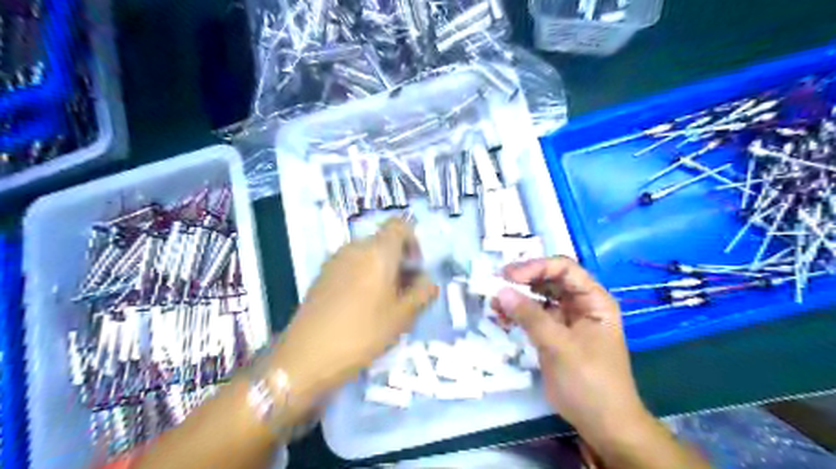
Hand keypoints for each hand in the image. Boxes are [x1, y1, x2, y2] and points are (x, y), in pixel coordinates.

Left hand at [272, 220, 439, 406]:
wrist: (305, 358)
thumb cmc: (362, 333)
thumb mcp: (402, 317)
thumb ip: (422, 293)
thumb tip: (427, 280)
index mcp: (377, 251)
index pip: (400, 225)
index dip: (413, 241)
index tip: (416, 269)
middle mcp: (354, 248)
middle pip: (384, 242)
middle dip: (399, 263)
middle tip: (404, 294)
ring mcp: (335, 261)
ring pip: (367, 256)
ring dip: (382, 272)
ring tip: (384, 305)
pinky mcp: (322, 276)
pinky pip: (351, 267)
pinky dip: (363, 279)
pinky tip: (361, 309)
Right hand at [492, 254, 649, 438]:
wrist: (602, 424)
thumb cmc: (590, 382)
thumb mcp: (559, 346)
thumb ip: (530, 316)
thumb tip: (501, 291)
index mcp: (593, 300)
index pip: (564, 269)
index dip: (536, 266)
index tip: (509, 275)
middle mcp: (580, 304)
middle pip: (549, 279)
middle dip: (523, 280)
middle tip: (496, 284)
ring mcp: (566, 319)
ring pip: (539, 297)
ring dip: (517, 297)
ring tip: (495, 303)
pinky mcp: (554, 334)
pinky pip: (533, 315)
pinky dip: (517, 314)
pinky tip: (501, 317)